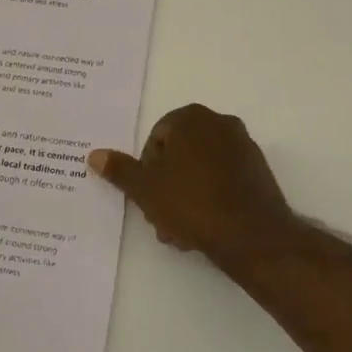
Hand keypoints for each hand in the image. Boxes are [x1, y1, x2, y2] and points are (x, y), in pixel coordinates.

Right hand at [88, 104, 296, 268]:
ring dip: (185, 196)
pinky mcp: (257, 169)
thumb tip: (94, 155)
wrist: (251, 234)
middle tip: (161, 218)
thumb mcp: (146, 189)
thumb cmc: (192, 204)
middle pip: (179, 154)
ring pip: (200, 169)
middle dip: (166, 186)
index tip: (147, 198)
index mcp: (191, 118)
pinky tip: (204, 227)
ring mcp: (242, 145)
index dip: (147, 171)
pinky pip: (223, 178)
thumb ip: (120, 170)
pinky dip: (210, 196)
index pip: (156, 139)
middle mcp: (219, 122)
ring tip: (181, 231)